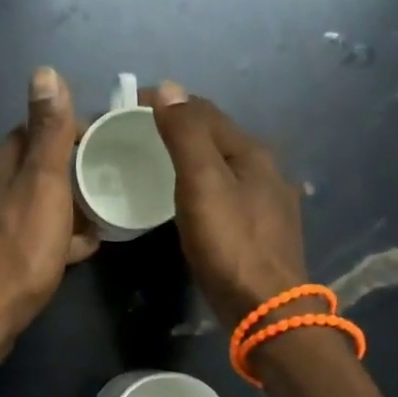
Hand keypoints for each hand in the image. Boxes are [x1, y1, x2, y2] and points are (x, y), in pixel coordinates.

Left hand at [0, 67, 99, 345]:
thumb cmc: (20, 247)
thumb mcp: (43, 183)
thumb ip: (48, 132)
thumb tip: (44, 71)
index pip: (32, 132)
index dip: (68, 135)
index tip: (101, 146)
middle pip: (30, 172)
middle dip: (66, 177)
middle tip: (103, 189)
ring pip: (27, 206)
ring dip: (59, 210)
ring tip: (94, 224)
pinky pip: (20, 236)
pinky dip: (46, 238)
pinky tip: (70, 254)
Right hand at [148, 83, 307, 326]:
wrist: (268, 309)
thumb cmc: (230, 244)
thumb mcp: (201, 184)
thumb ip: (185, 136)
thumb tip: (168, 88)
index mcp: (251, 152)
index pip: (204, 111)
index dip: (167, 102)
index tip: (128, 107)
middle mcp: (266, 169)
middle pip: (217, 135)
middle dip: (180, 127)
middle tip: (138, 134)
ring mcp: (269, 201)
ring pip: (224, 164)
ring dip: (193, 156)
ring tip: (158, 163)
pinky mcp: (263, 230)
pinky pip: (228, 191)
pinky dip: (205, 183)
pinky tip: (192, 199)